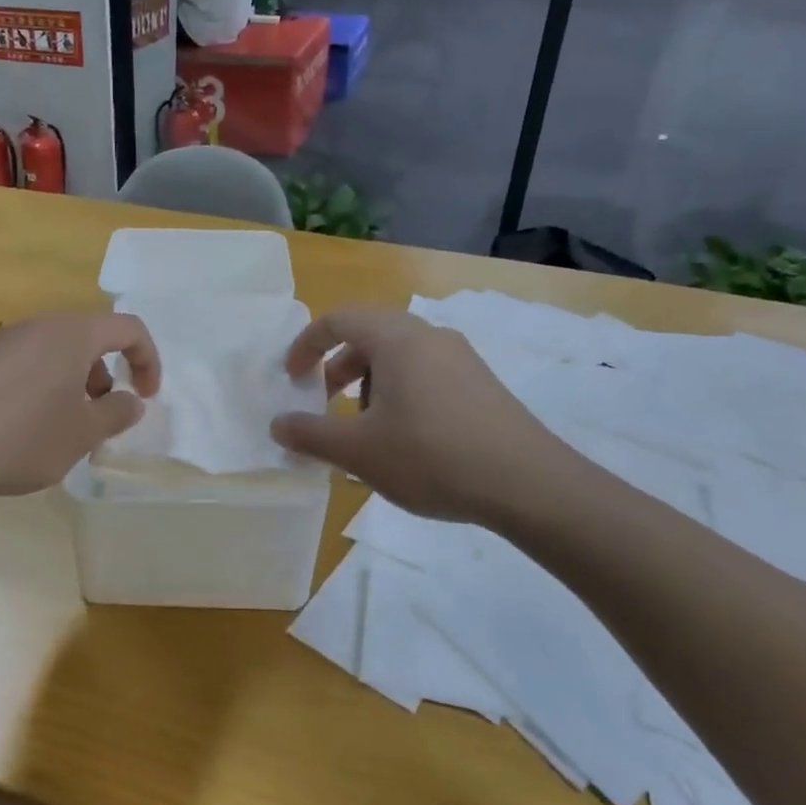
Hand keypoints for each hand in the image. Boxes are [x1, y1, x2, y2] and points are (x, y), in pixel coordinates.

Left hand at [0, 311, 160, 499]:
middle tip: (101, 418)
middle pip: (90, 339)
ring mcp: (5, 342)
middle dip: (108, 376)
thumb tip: (130, 401)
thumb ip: (117, 413)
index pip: (128, 328)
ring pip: (58, 354)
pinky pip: (29, 366)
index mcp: (73, 334)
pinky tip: (27, 430)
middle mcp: (39, 327)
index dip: (148, 361)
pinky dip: (45, 389)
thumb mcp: (83, 432)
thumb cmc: (24, 436)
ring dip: (76, 385)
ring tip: (65, 430)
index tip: (146, 398)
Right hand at [269, 306, 566, 524]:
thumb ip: (310, 435)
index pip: (338, 319)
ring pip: (399, 357)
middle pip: (369, 335)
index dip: (306, 345)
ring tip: (367, 430)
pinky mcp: (482, 383)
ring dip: (369, 384)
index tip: (292, 378)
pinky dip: (400, 394)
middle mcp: (430, 336)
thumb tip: (277, 425)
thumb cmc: (431, 456)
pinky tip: (407, 440)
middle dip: (337, 368)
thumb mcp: (359, 451)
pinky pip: (426, 374)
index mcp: (396, 338)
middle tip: (324, 404)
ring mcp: (461, 358)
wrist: (528, 484)